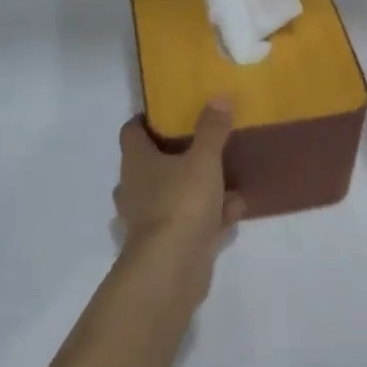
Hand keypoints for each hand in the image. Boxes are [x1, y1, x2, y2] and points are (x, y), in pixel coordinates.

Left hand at [114, 100, 245, 262]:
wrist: (172, 269)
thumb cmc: (181, 203)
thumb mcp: (204, 159)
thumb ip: (212, 129)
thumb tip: (218, 96)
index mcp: (136, 161)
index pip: (132, 131)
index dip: (147, 120)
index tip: (170, 112)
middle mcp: (135, 187)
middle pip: (150, 164)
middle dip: (175, 155)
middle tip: (202, 144)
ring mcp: (147, 219)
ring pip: (171, 195)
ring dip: (197, 188)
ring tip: (227, 180)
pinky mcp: (164, 245)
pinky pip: (187, 222)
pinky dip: (208, 216)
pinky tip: (234, 211)